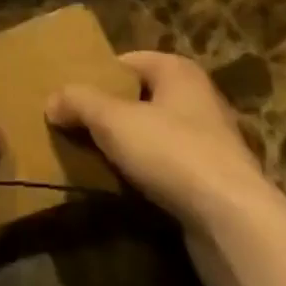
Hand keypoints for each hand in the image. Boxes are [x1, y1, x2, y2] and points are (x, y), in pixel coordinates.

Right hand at [46, 51, 270, 233]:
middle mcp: (197, 97)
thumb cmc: (173, 152)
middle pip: (141, 98)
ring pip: (156, 136)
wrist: (234, 223)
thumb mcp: (114, 120)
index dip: (98, 77)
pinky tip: (127, 192)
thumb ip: (80, 103)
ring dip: (130, 149)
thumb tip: (51, 100)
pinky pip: (170, 170)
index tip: (71, 98)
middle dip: (111, 114)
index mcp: (177, 70)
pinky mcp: (215, 184)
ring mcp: (211, 142)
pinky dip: (149, 177)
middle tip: (76, 129)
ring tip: (95, 163)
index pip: (128, 61)